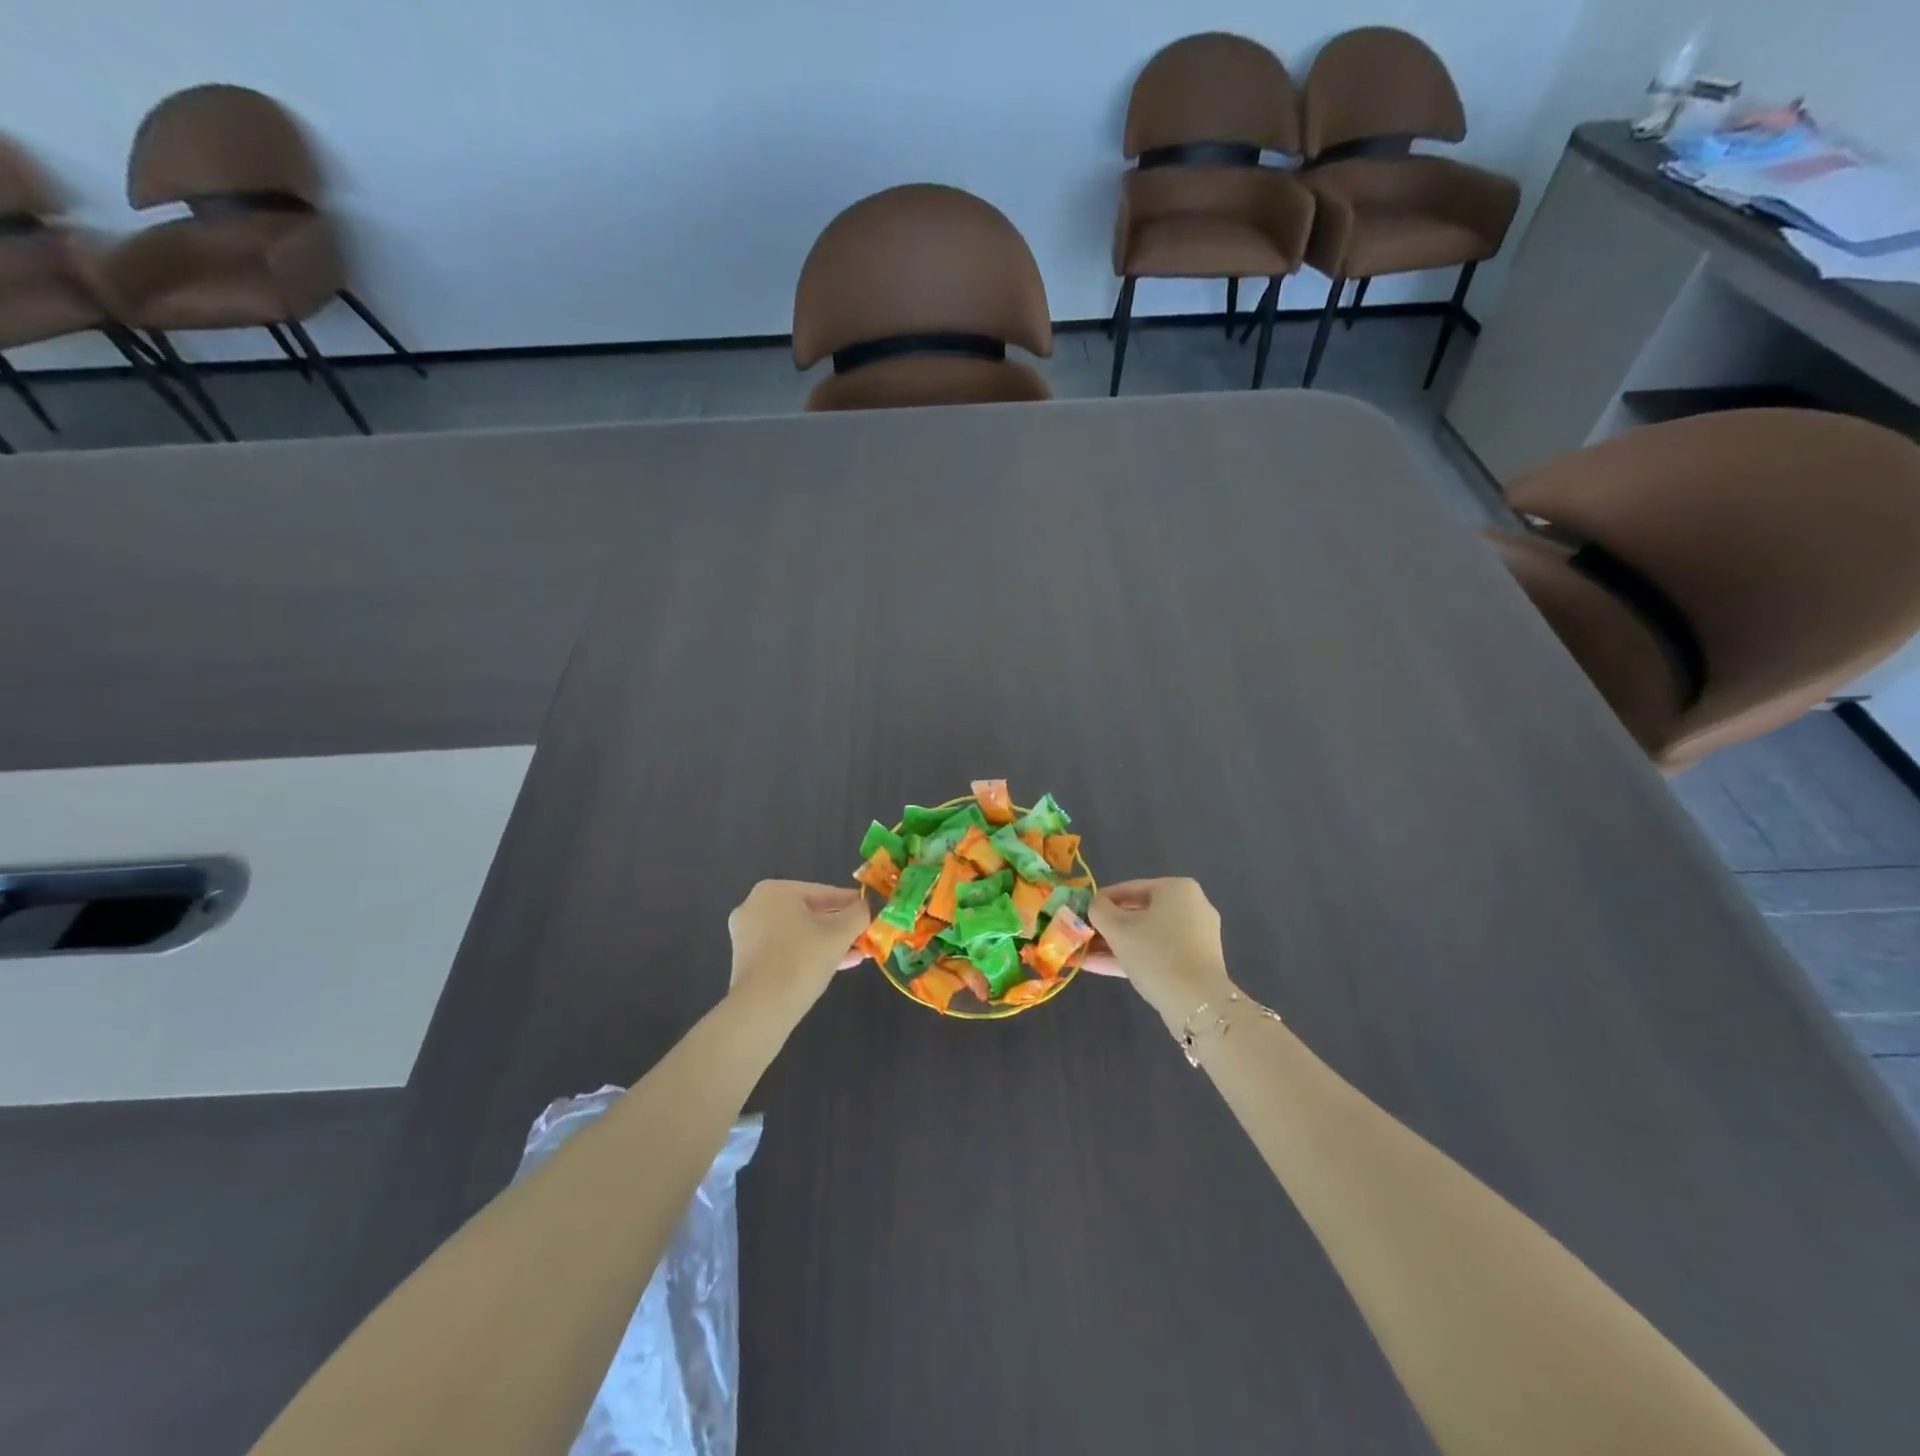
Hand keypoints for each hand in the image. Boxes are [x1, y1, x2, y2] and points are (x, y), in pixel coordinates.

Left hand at [727, 880, 869, 1005]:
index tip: (871, 912)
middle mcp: (755, 906)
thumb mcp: (840, 934)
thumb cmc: (802, 960)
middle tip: (864, 936)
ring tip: (856, 954)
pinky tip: (835, 965)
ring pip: (798, 933)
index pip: (824, 892)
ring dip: (828, 943)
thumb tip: (866, 907)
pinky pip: (784, 949)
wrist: (761, 1009)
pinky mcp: (745, 959)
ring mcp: (746, 934)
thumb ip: (858, 914)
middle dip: (840, 927)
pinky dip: (808, 954)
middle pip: (810, 913)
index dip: (851, 903)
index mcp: (775, 891)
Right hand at [1086, 878, 1235, 1031]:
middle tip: (1082, 935)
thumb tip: (1095, 905)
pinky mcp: (1194, 962)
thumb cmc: (1155, 952)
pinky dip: (1131, 957)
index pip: (1128, 888)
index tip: (1080, 913)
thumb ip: (1099, 910)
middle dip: (1106, 927)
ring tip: (1082, 954)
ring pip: (1145, 936)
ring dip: (1114, 945)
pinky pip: (1157, 953)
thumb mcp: (1117, 928)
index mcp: (1176, 889)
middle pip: (1138, 914)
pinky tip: (1097, 966)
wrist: (1197, 1002)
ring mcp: (1195, 937)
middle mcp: (1191, 907)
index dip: (1100, 901)